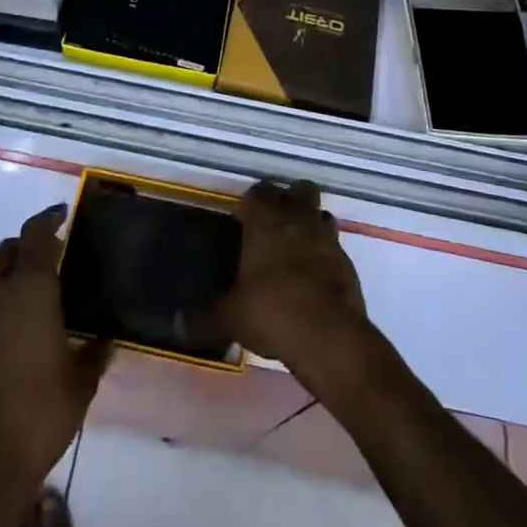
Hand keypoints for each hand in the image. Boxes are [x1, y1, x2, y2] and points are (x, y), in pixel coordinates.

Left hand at [0, 206, 110, 490]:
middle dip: (29, 241)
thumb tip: (107, 337)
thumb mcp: (83, 379)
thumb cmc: (43, 409)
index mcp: (30, 289)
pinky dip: (8, 294)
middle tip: (57, 248)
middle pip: (9, 249)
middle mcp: (1, 294)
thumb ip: (96, 350)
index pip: (35, 235)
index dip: (49, 218)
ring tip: (46, 283)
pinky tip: (30, 318)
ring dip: (16, 267)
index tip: (64, 212)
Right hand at [215, 181, 373, 389]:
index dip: (251, 201)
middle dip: (289, 200)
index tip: (242, 217)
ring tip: (296, 248)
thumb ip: (203, 318)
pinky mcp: (349, 265)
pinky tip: (314, 279)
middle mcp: (299, 220)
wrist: (328, 336)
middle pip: (299, 190)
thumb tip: (177, 325)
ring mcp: (328, 240)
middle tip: (273, 224)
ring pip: (321, 215)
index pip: (258, 192)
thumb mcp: (229, 317)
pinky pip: (335, 248)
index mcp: (266, 221)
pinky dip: (325, 256)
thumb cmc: (271, 311)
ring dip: (311, 225)